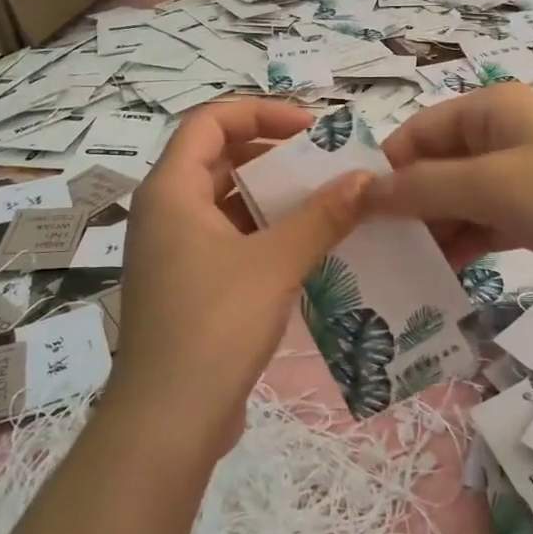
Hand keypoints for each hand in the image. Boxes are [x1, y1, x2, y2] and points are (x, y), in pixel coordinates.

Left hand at [112, 100, 369, 461]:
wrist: (169, 421)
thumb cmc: (214, 325)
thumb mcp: (275, 262)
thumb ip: (322, 216)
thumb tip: (366, 179)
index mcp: (171, 192)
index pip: (210, 121)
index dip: (261, 112)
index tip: (311, 128)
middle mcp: (166, 214)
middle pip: (219, 159)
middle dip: (274, 155)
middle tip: (326, 164)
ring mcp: (176, 253)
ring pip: (228, 203)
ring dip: (275, 197)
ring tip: (328, 202)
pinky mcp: (190, 287)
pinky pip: (231, 240)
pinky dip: (267, 233)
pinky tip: (310, 247)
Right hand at [370, 84, 532, 308]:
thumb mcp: (491, 185)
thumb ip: (422, 188)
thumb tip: (360, 193)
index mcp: (491, 109)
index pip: (418, 132)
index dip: (386, 170)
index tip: (355, 217)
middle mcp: (504, 135)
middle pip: (436, 167)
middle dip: (407, 206)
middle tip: (373, 253)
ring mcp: (523, 176)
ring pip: (459, 200)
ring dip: (433, 231)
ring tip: (399, 272)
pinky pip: (486, 224)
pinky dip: (464, 245)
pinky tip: (440, 276)